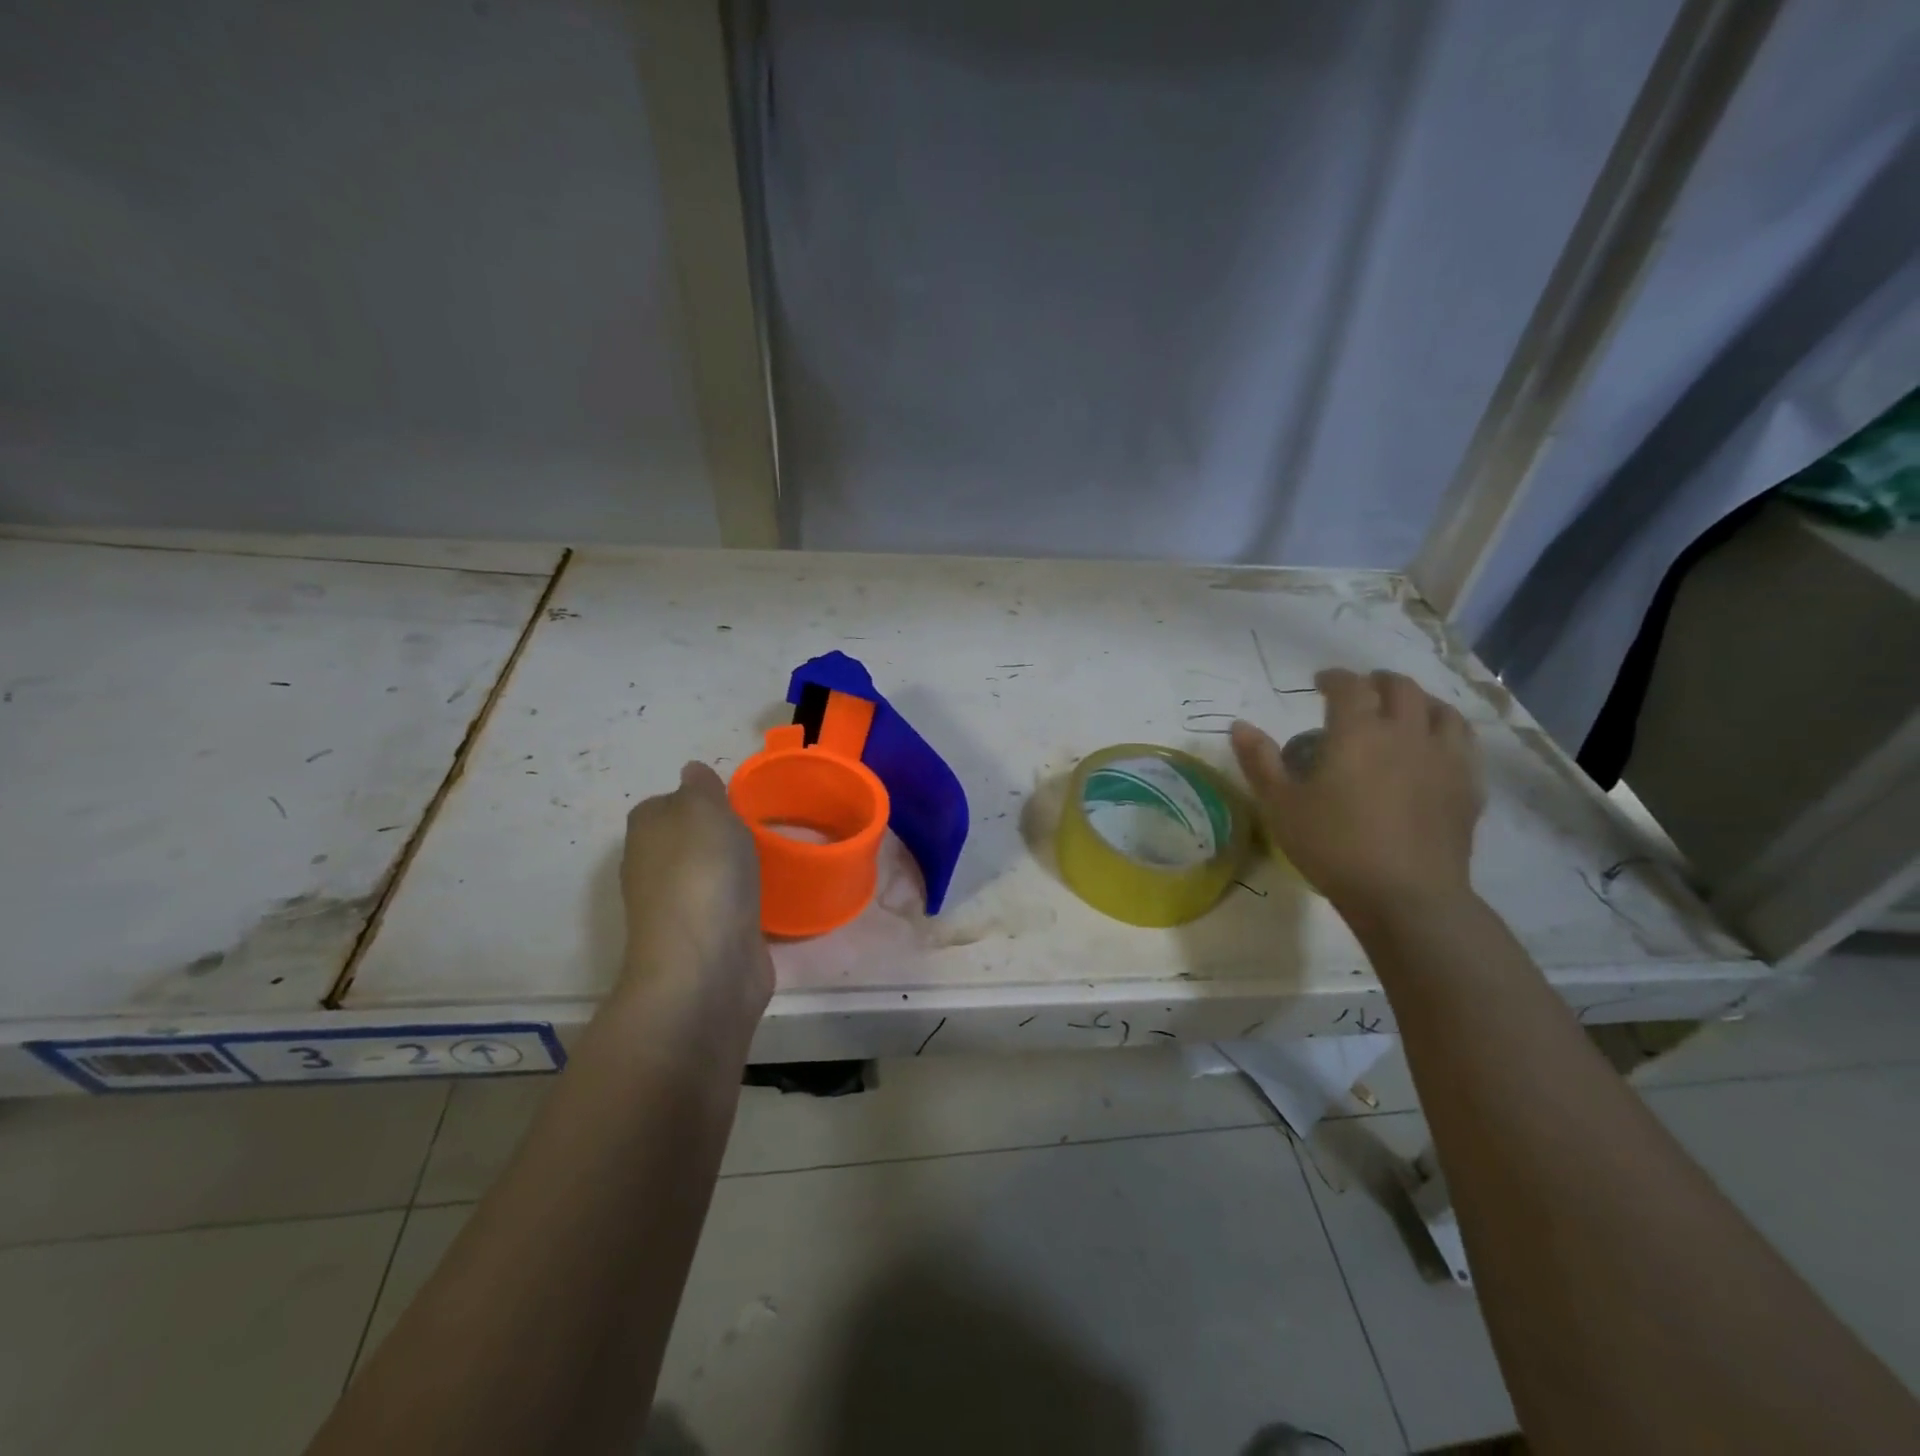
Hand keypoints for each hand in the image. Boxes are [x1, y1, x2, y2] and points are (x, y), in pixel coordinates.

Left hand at [620, 762, 773, 1032]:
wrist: (705, 966)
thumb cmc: (704, 875)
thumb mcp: (705, 810)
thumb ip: (701, 788)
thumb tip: (691, 772)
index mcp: (647, 831)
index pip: (670, 803)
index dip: (702, 800)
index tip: (737, 803)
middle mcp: (653, 867)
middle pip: (689, 840)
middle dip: (719, 836)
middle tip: (760, 830)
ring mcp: (677, 907)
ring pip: (707, 875)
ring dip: (731, 870)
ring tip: (769, 862)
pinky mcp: (704, 939)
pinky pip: (725, 907)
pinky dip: (742, 903)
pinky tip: (766, 900)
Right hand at [1230, 669, 1482, 916]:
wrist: (1405, 895)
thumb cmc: (1333, 846)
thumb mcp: (1281, 805)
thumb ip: (1260, 761)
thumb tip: (1239, 725)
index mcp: (1358, 731)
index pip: (1349, 685)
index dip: (1333, 678)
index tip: (1320, 682)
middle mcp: (1406, 732)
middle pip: (1400, 687)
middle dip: (1377, 681)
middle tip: (1360, 691)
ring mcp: (1444, 758)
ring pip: (1440, 709)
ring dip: (1417, 701)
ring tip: (1402, 712)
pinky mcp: (1468, 786)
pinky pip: (1463, 743)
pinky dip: (1445, 733)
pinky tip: (1434, 749)